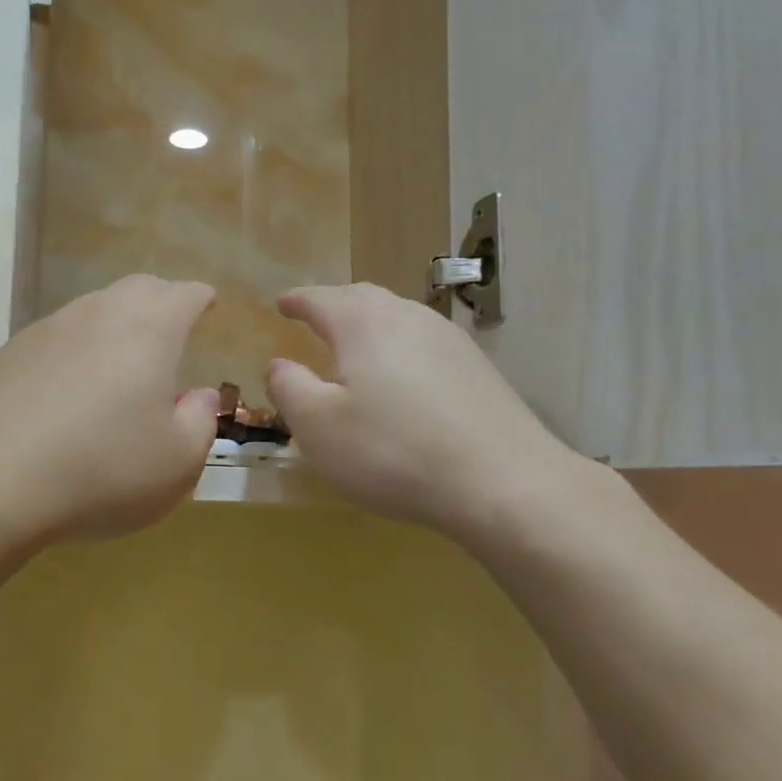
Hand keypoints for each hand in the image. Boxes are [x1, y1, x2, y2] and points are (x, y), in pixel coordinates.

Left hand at [0, 275, 220, 543]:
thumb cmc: (103, 469)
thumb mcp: (178, 461)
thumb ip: (199, 421)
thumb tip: (196, 396)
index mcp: (149, 329)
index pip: (185, 295)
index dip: (201, 299)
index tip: (208, 305)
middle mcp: (98, 314)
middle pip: (137, 290)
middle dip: (160, 302)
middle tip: (170, 329)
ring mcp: (47, 330)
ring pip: (92, 311)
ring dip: (114, 326)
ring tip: (120, 364)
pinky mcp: (7, 354)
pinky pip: (55, 340)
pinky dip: (74, 353)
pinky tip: (67, 391)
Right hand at [267, 283, 589, 543]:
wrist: (502, 482)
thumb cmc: (393, 452)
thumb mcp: (319, 427)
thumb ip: (289, 388)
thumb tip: (279, 365)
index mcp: (363, 324)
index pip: (320, 299)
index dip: (297, 301)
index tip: (281, 304)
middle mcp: (408, 317)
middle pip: (363, 298)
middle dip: (334, 306)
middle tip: (315, 318)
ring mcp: (449, 340)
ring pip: (398, 318)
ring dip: (370, 326)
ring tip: (354, 346)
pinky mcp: (477, 368)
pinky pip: (424, 344)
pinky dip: (399, 349)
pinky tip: (401, 379)